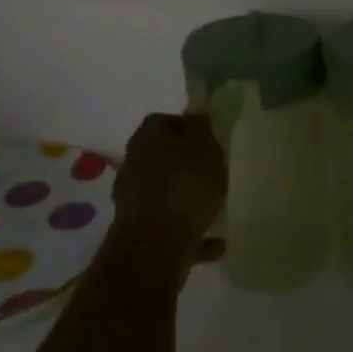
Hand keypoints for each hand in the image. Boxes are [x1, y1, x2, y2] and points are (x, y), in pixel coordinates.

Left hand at [109, 111, 227, 271]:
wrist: (154, 248)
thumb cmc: (184, 186)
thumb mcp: (203, 147)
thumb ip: (200, 125)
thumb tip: (196, 103)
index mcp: (147, 136)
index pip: (165, 121)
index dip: (188, 128)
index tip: (209, 140)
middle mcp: (135, 163)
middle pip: (163, 157)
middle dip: (185, 164)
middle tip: (213, 172)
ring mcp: (135, 199)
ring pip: (166, 192)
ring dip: (187, 198)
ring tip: (217, 208)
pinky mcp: (141, 233)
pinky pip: (172, 227)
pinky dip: (192, 232)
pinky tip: (217, 242)